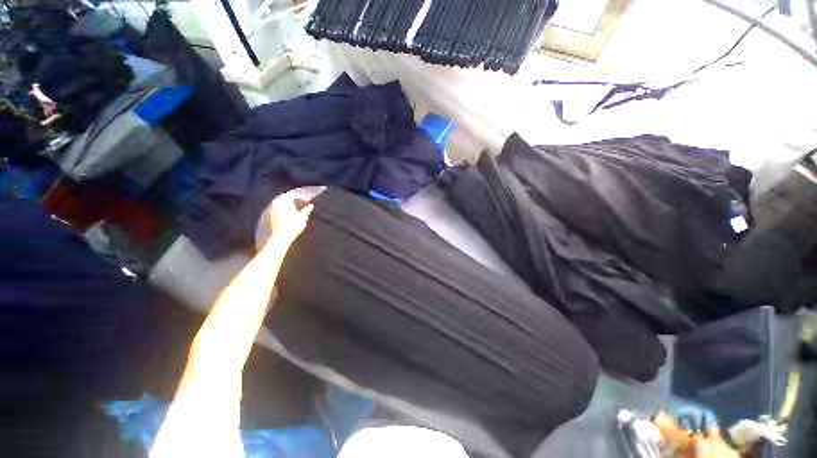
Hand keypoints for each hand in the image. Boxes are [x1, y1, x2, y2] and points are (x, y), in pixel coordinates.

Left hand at [268, 190, 313, 246]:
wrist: (279, 238)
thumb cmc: (292, 226)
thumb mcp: (302, 217)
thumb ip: (307, 210)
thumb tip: (311, 205)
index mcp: (284, 200)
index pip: (294, 194)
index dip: (302, 197)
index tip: (308, 200)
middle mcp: (275, 202)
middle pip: (285, 198)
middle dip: (294, 200)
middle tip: (302, 203)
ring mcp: (269, 209)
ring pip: (280, 203)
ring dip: (287, 205)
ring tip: (295, 209)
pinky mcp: (267, 216)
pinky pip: (276, 209)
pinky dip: (282, 210)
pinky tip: (287, 216)